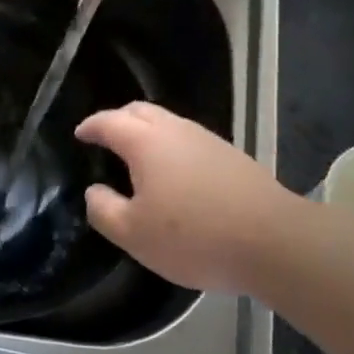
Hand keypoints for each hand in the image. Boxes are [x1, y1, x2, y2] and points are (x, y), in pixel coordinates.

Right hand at [74, 101, 299, 293]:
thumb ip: (104, 210)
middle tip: (105, 139)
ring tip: (138, 158)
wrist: (273, 241)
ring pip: (168, 123)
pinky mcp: (231, 156)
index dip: (91, 126)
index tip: (79, 134)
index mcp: (145, 141)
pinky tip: (176, 175)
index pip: (109, 121)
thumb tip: (94, 191)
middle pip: (140, 111)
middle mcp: (175, 130)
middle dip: (118, 120)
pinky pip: (189, 140)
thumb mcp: (135, 234)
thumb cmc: (194, 236)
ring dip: (147, 132)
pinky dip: (172, 147)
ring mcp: (207, 139)